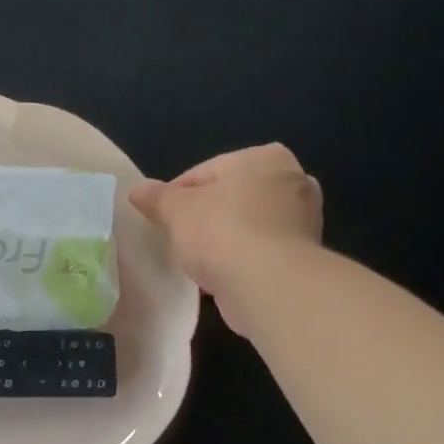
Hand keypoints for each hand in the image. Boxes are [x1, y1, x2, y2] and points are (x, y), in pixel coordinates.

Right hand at [128, 144, 322, 335]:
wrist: (269, 285)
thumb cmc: (222, 233)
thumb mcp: (175, 210)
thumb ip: (156, 197)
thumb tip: (138, 190)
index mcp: (264, 158)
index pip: (206, 172)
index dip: (176, 195)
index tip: (160, 218)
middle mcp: (293, 180)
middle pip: (231, 197)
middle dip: (206, 216)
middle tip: (179, 238)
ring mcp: (304, 219)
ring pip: (248, 224)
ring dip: (225, 239)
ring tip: (198, 261)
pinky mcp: (304, 254)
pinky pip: (261, 251)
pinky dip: (242, 260)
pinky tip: (222, 276)